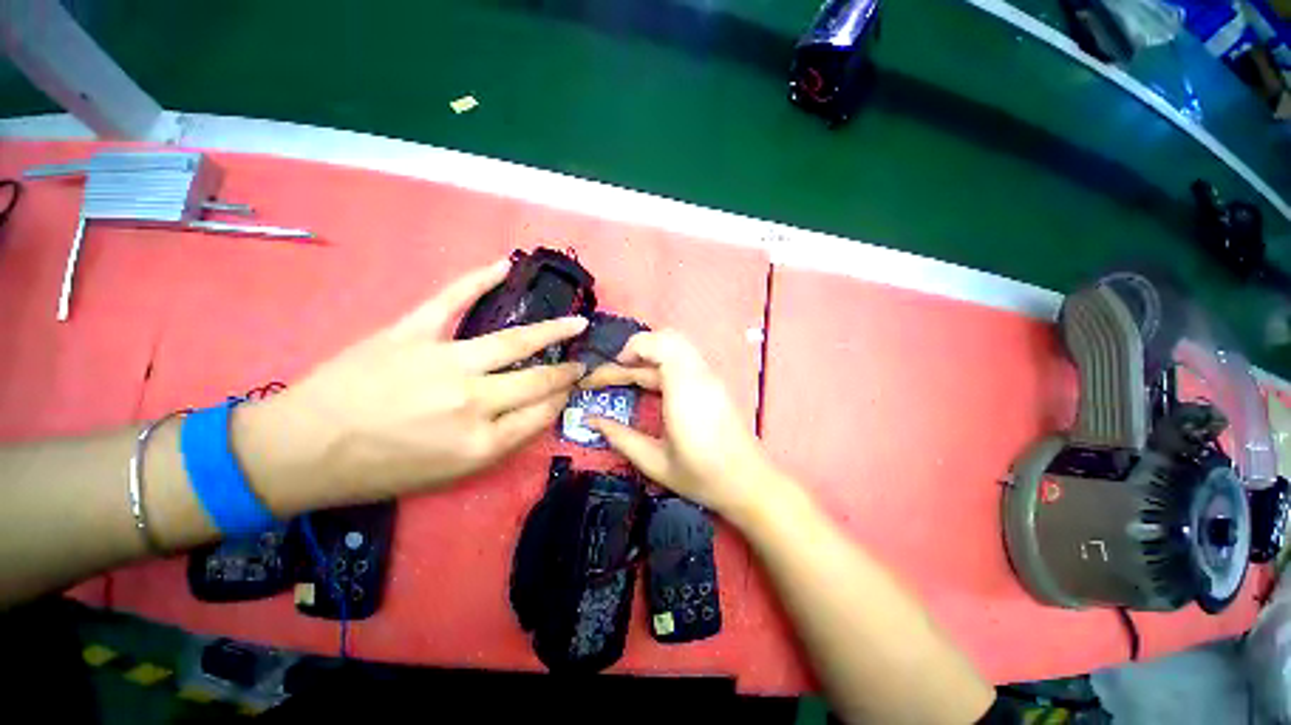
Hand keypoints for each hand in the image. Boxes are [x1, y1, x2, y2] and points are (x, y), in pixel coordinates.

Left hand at [235, 259, 587, 509]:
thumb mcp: (452, 473)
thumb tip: (535, 411)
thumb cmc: (381, 470)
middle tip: (582, 361)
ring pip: (514, 341)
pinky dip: (478, 279)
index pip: (542, 414)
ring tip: (577, 322)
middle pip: (538, 380)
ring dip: (553, 330)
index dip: (561, 400)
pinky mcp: (412, 333)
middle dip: (567, 371)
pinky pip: (453, 300)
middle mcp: (473, 403)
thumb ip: (501, 442)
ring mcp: (445, 363)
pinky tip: (504, 266)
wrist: (303, 451)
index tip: (570, 390)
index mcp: (482, 443)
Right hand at [581, 330, 779, 519]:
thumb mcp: (654, 462)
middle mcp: (699, 375)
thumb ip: (620, 437)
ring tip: (630, 374)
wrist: (748, 483)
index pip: (654, 348)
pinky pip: (686, 357)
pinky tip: (652, 383)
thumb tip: (590, 420)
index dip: (623, 356)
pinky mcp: (714, 382)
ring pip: (678, 343)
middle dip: (636, 348)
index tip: (601, 376)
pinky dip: (664, 359)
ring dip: (650, 351)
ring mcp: (710, 376)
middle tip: (617, 372)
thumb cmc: (701, 476)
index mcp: (684, 391)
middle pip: (666, 337)